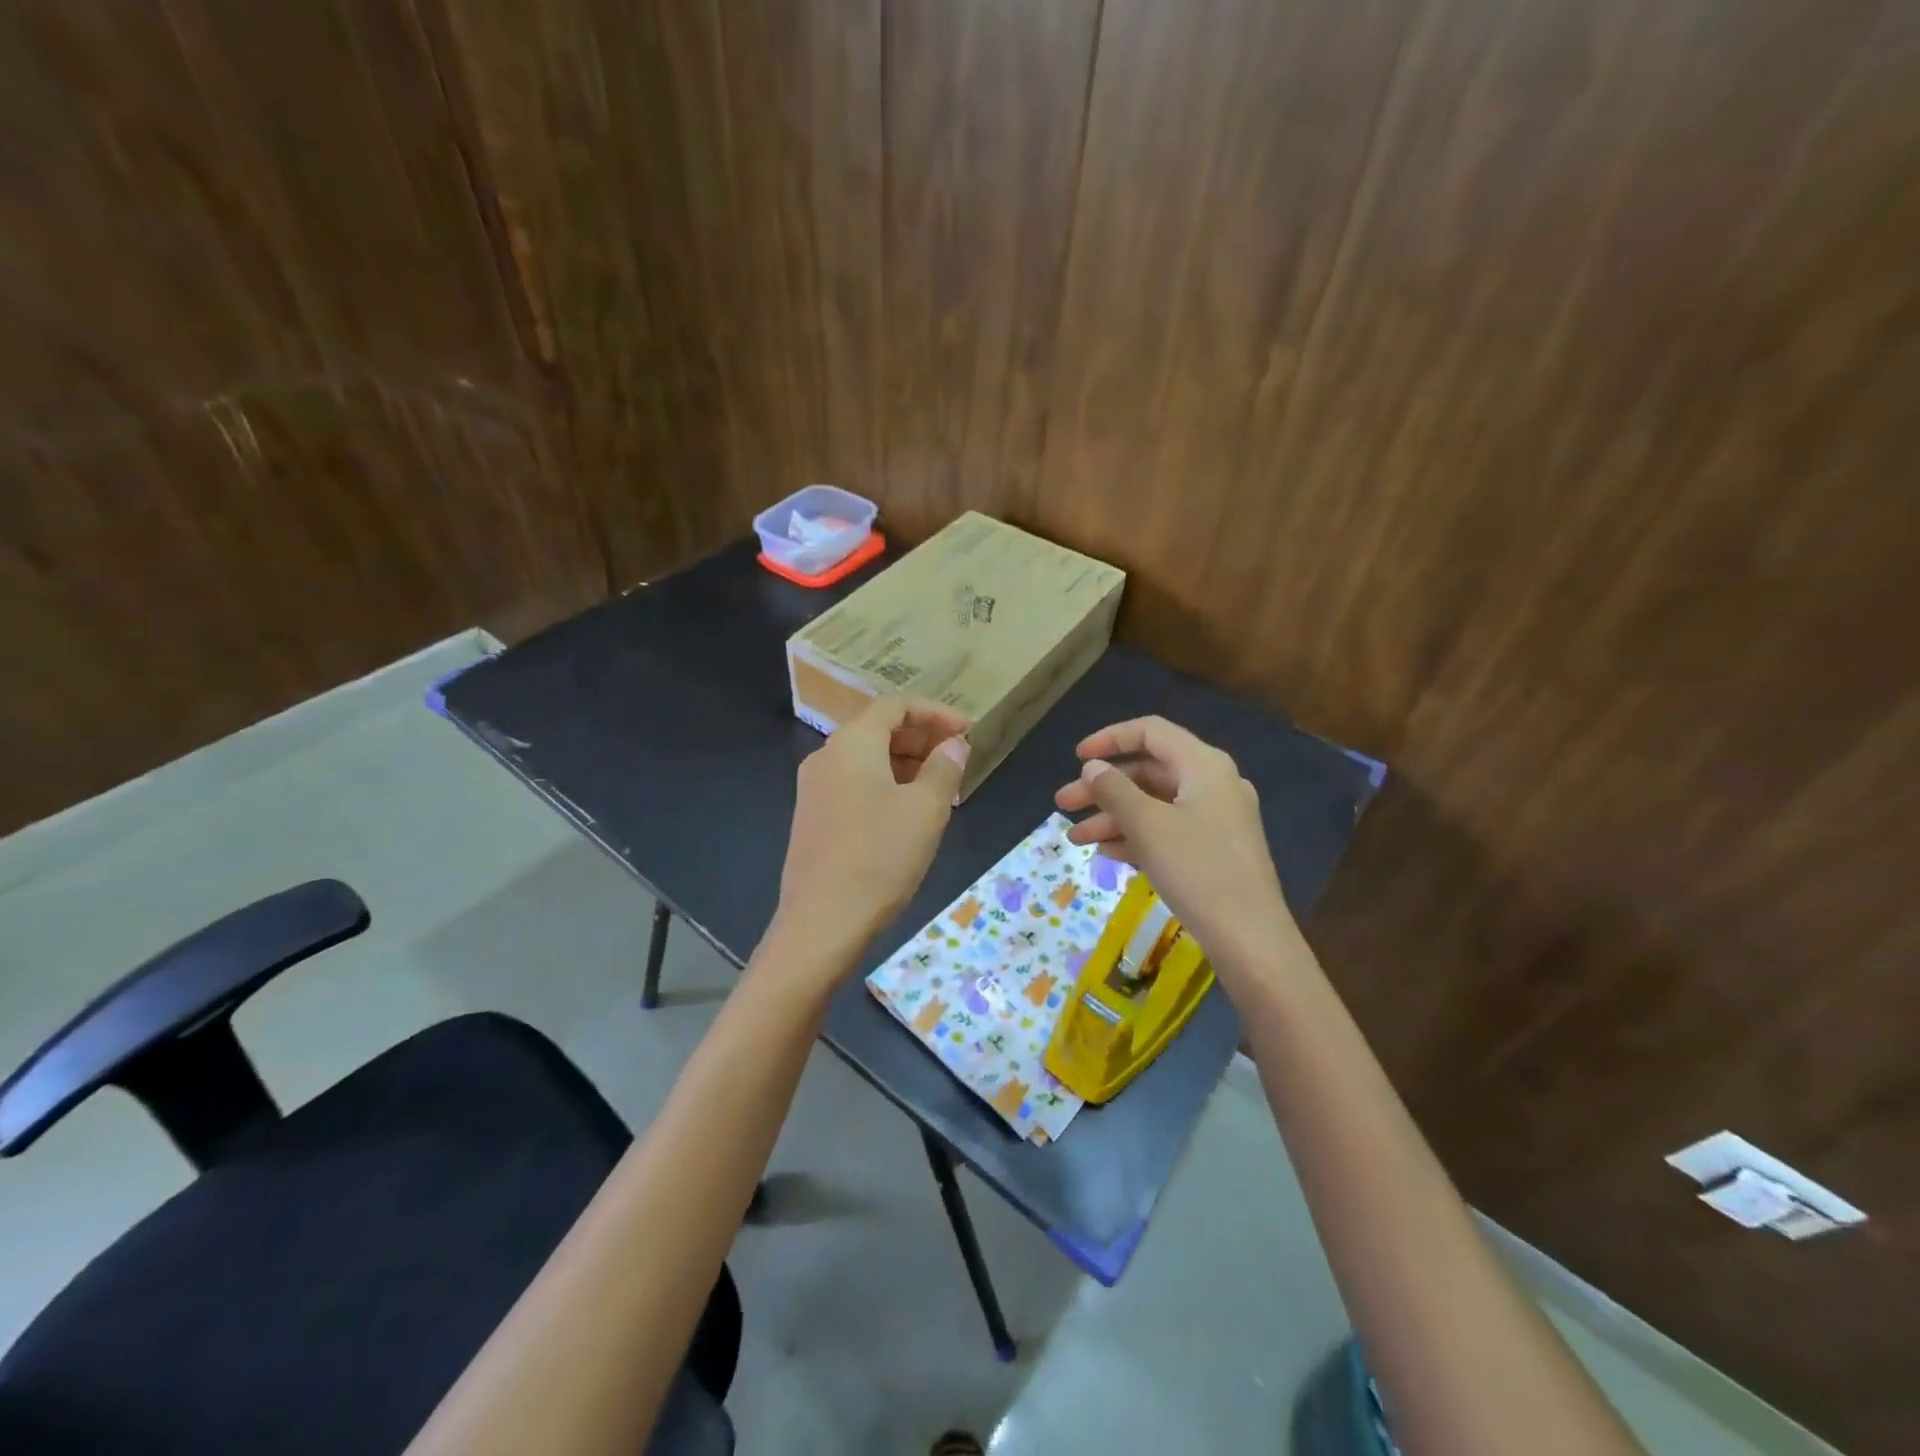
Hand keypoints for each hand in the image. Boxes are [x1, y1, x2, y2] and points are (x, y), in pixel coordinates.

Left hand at [774, 695, 969, 971]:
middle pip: (877, 728)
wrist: (822, 921)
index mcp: (852, 743)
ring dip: (905, 763)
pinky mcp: (812, 816)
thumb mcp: (926, 809)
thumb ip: (944, 768)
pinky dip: (884, 784)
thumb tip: (953, 745)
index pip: (895, 705)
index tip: (968, 733)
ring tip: (940, 787)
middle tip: (957, 758)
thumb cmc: (880, 856)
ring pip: (866, 758)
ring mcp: (814, 788)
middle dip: (921, 737)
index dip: (935, 713)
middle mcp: (826, 756)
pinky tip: (908, 812)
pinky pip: (853, 783)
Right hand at [1053, 716, 1304, 984]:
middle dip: (1102, 787)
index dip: (1109, 739)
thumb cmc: (1197, 871)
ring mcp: (1216, 818)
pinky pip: (1168, 829)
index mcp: (1203, 765)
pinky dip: (1136, 836)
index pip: (1151, 732)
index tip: (1075, 758)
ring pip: (1154, 804)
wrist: (1250, 939)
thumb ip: (1114, 791)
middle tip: (1063, 805)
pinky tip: (1106, 853)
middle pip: (1149, 771)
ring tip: (1076, 839)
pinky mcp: (1214, 850)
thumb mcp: (1147, 826)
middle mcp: (1213, 783)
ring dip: (1113, 816)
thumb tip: (1092, 768)